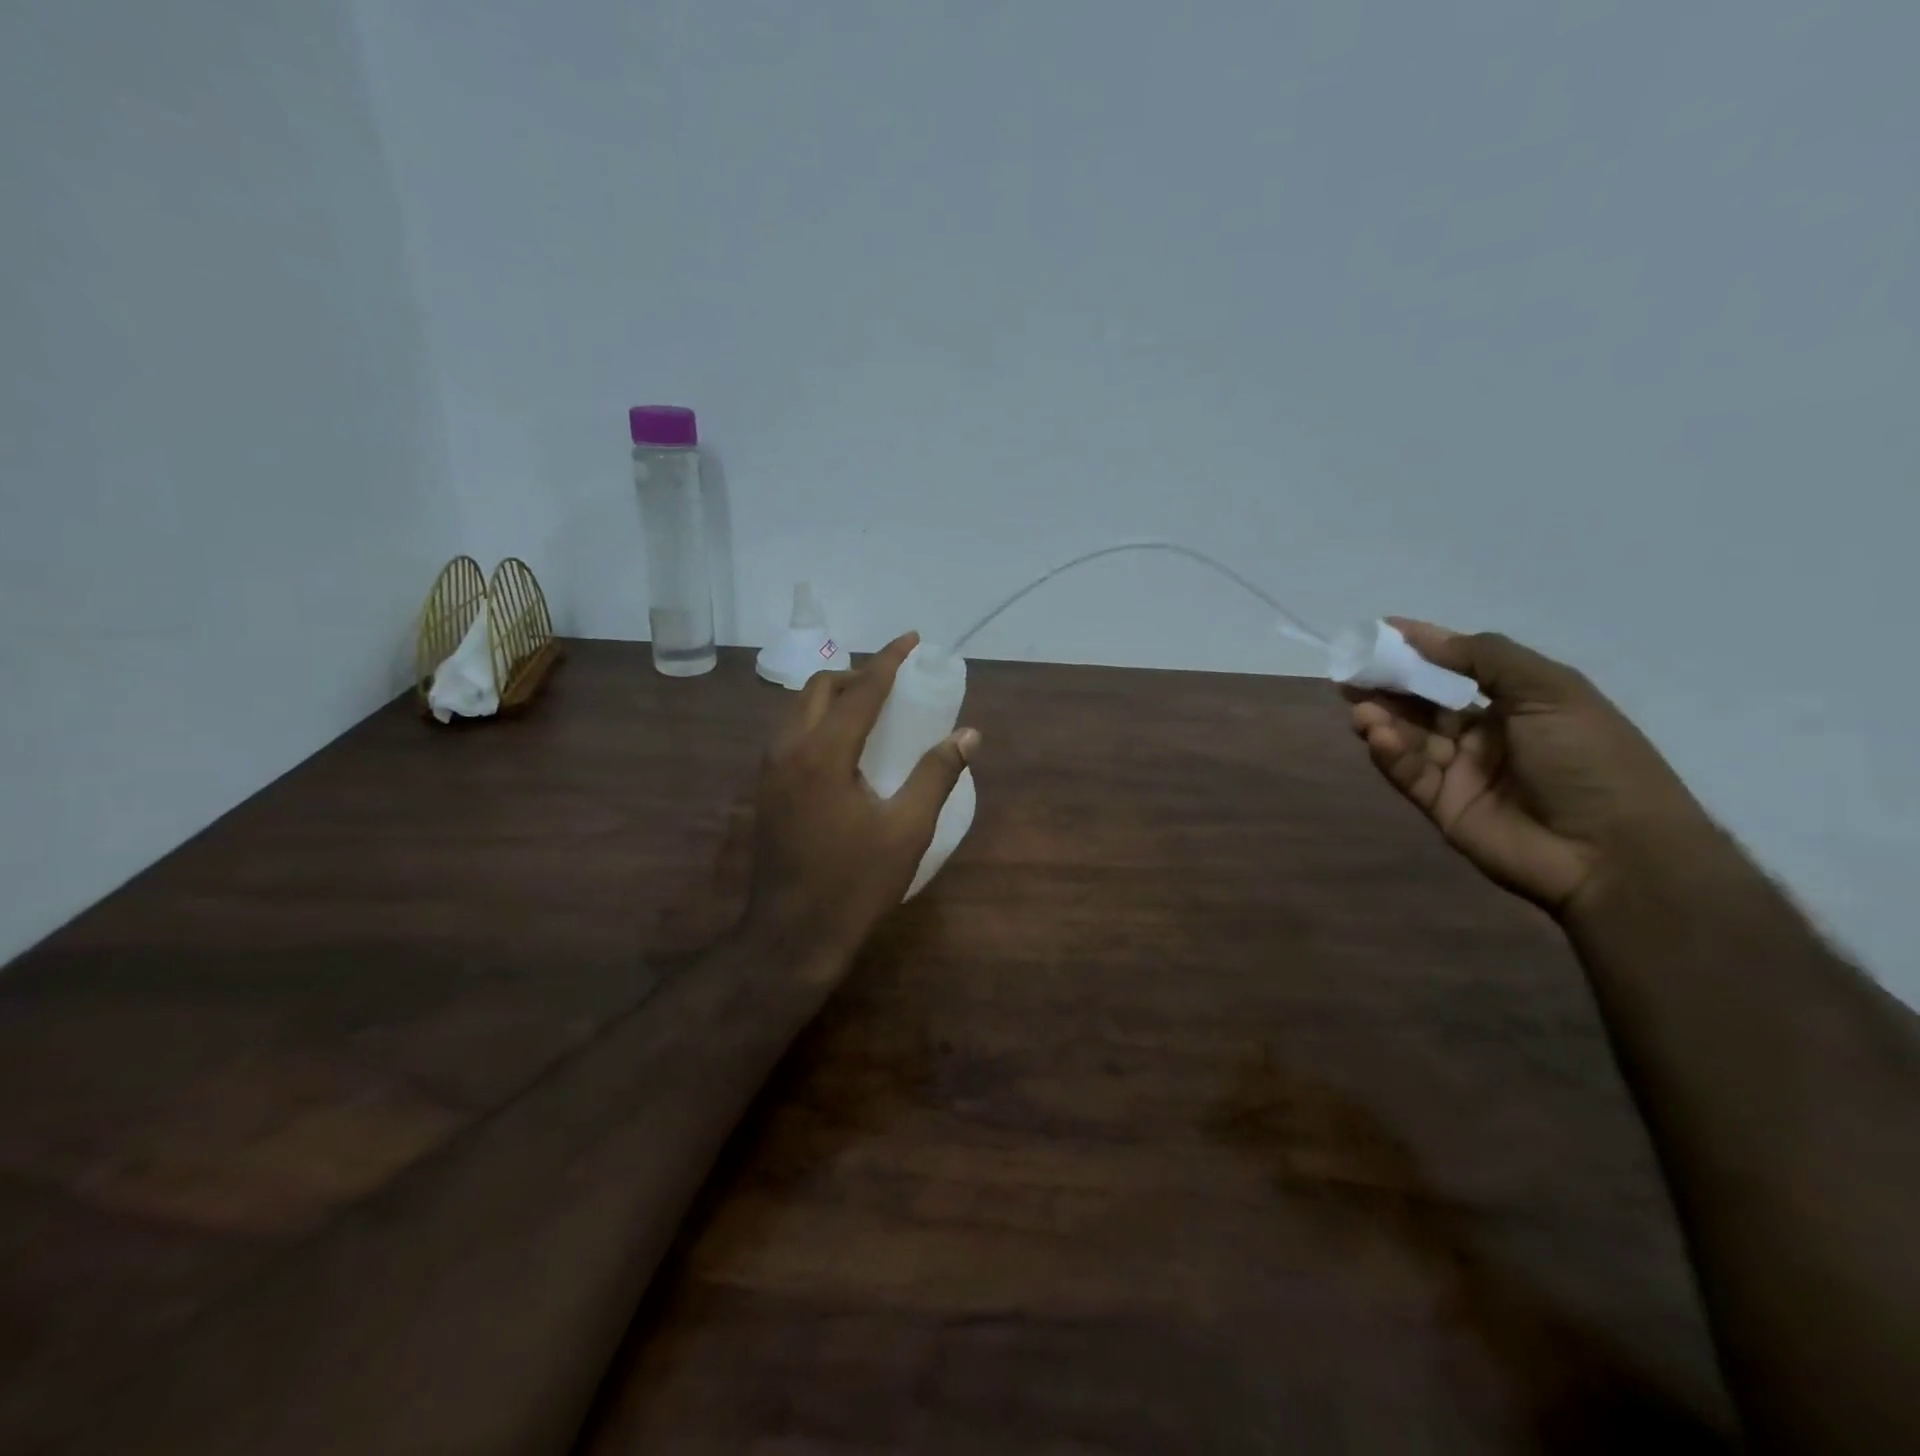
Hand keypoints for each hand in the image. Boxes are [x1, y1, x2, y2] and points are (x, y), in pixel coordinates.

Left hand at [747, 631, 978, 981]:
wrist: (792, 935)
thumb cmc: (855, 884)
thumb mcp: (907, 830)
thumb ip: (936, 775)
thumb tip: (968, 735)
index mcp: (823, 754)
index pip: (861, 689)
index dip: (889, 660)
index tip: (911, 638)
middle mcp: (788, 750)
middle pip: (819, 688)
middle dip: (857, 674)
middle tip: (893, 685)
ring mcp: (769, 771)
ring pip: (797, 709)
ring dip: (834, 697)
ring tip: (871, 711)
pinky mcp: (765, 791)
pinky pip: (790, 734)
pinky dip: (817, 721)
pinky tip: (844, 748)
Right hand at [1347, 621, 1713, 915]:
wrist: (1612, 851)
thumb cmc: (1590, 758)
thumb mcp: (1549, 691)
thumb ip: (1484, 658)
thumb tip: (1423, 636)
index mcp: (1519, 703)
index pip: (1458, 667)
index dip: (1422, 648)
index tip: (1380, 631)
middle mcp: (1487, 733)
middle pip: (1424, 702)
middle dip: (1389, 684)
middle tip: (1351, 672)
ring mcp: (1462, 771)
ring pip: (1410, 737)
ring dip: (1383, 719)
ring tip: (1361, 709)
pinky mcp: (1442, 805)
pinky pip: (1409, 773)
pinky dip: (1391, 754)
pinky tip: (1379, 738)